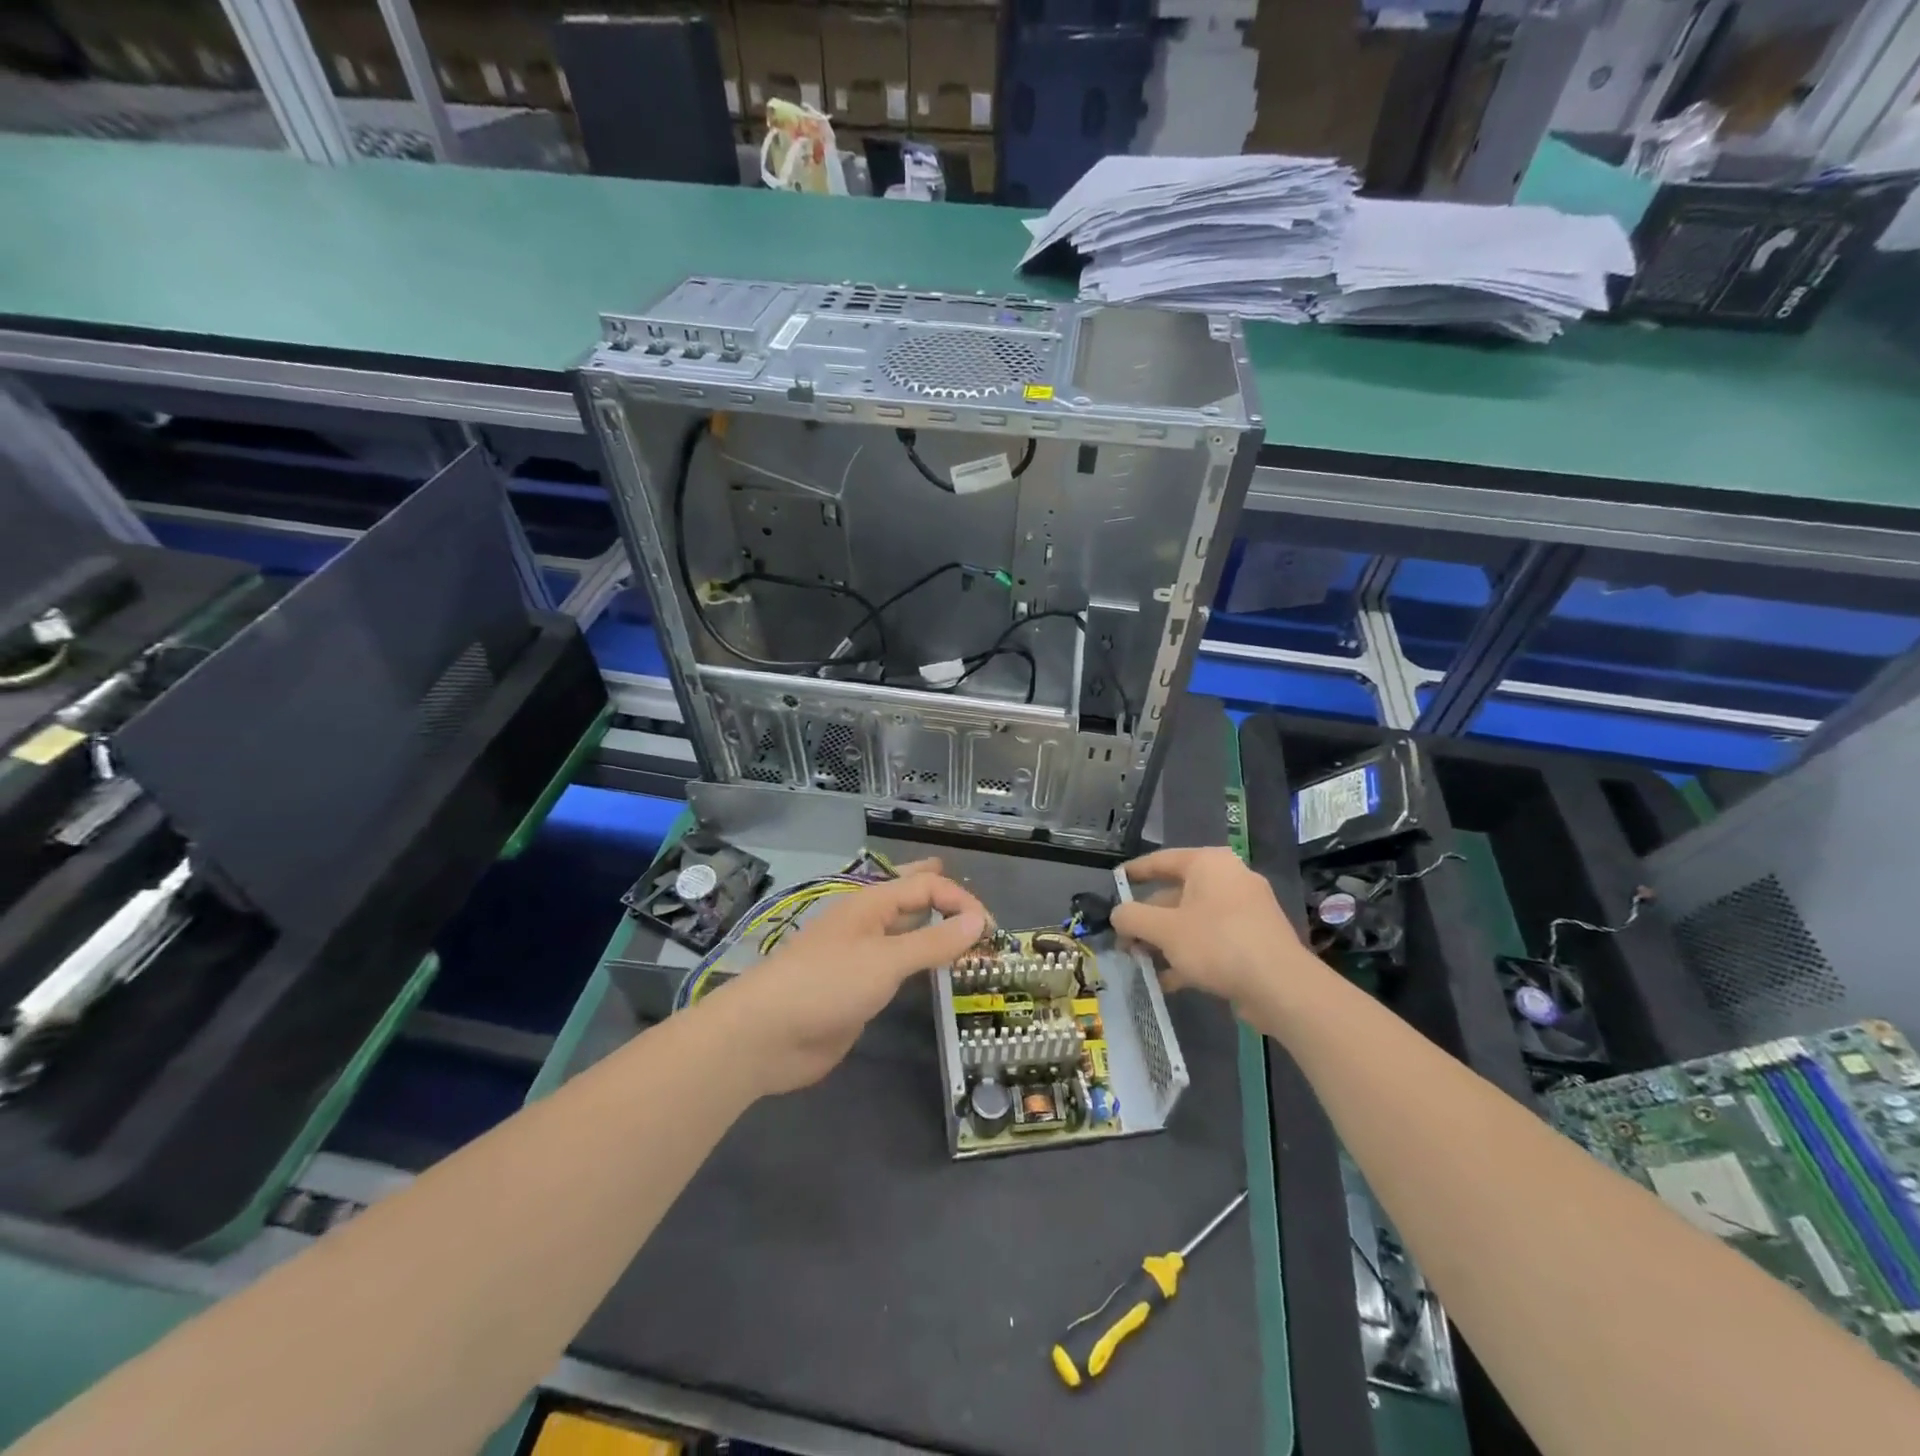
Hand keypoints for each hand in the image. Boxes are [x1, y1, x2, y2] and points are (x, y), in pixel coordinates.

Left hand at [703, 860, 986, 1095]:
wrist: (767, 1035)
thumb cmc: (827, 985)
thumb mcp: (885, 960)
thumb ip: (933, 941)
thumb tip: (979, 920)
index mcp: (870, 903)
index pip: (925, 886)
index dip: (960, 900)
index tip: (991, 929)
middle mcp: (867, 923)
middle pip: (908, 897)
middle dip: (937, 893)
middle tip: (966, 895)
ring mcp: (859, 956)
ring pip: (902, 932)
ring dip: (930, 928)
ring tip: (959, 931)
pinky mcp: (856, 988)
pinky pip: (895, 966)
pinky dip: (918, 961)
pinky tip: (929, 970)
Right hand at [1111, 847, 1305, 1007]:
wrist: (1281, 986)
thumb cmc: (1217, 944)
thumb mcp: (1164, 930)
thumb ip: (1133, 918)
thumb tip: (1117, 914)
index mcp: (1208, 864)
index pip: (1161, 860)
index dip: (1134, 872)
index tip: (1114, 882)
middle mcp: (1229, 878)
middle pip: (1176, 894)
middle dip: (1148, 920)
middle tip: (1125, 940)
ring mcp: (1246, 909)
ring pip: (1193, 920)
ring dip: (1165, 941)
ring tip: (1142, 962)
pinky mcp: (1254, 938)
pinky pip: (1213, 939)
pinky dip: (1190, 954)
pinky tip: (1170, 980)